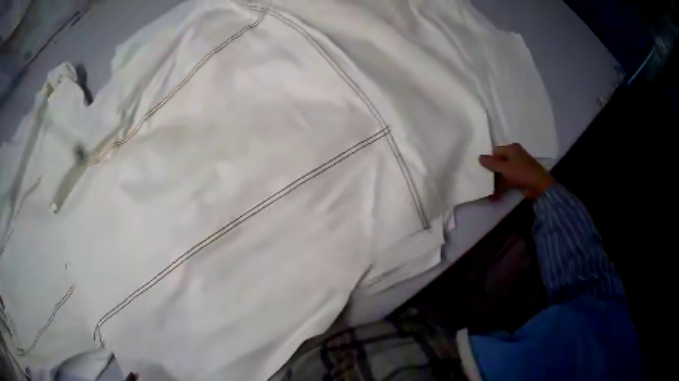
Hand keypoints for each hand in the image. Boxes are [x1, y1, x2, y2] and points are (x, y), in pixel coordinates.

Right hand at [479, 143, 554, 199]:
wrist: (540, 186)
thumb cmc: (521, 172)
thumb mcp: (504, 167)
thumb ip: (491, 163)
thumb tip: (479, 157)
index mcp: (512, 149)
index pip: (495, 151)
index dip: (488, 160)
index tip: (481, 169)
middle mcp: (515, 155)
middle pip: (499, 163)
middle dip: (491, 174)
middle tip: (483, 182)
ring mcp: (518, 167)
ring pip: (503, 173)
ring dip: (496, 183)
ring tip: (488, 193)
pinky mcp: (521, 178)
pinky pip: (508, 180)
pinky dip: (502, 187)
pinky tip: (495, 196)